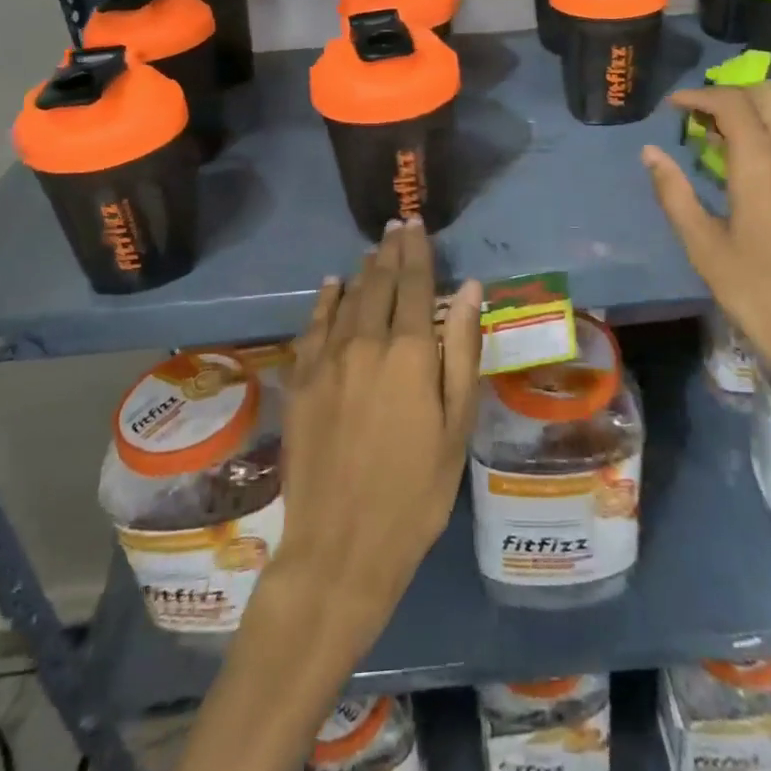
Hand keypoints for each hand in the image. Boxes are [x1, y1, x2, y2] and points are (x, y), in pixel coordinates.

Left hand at [271, 220, 483, 655]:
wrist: (341, 546)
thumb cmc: (416, 491)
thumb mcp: (456, 426)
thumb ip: (462, 352)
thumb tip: (468, 289)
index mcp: (409, 353)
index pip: (414, 284)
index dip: (417, 251)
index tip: (416, 224)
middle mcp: (365, 343)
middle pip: (378, 283)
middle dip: (390, 251)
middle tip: (396, 225)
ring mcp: (327, 361)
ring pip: (346, 299)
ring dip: (362, 270)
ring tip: (373, 248)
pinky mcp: (301, 382)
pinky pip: (313, 326)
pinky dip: (324, 300)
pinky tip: (331, 285)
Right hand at [641, 82, 770, 429]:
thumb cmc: (764, 298)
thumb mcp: (706, 250)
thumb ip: (675, 195)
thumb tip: (651, 153)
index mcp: (763, 168)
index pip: (733, 104)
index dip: (699, 96)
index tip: (672, 107)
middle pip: (769, 94)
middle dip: (730, 92)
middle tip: (696, 117)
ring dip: (751, 111)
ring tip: (714, 139)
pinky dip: (768, 132)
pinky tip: (744, 167)